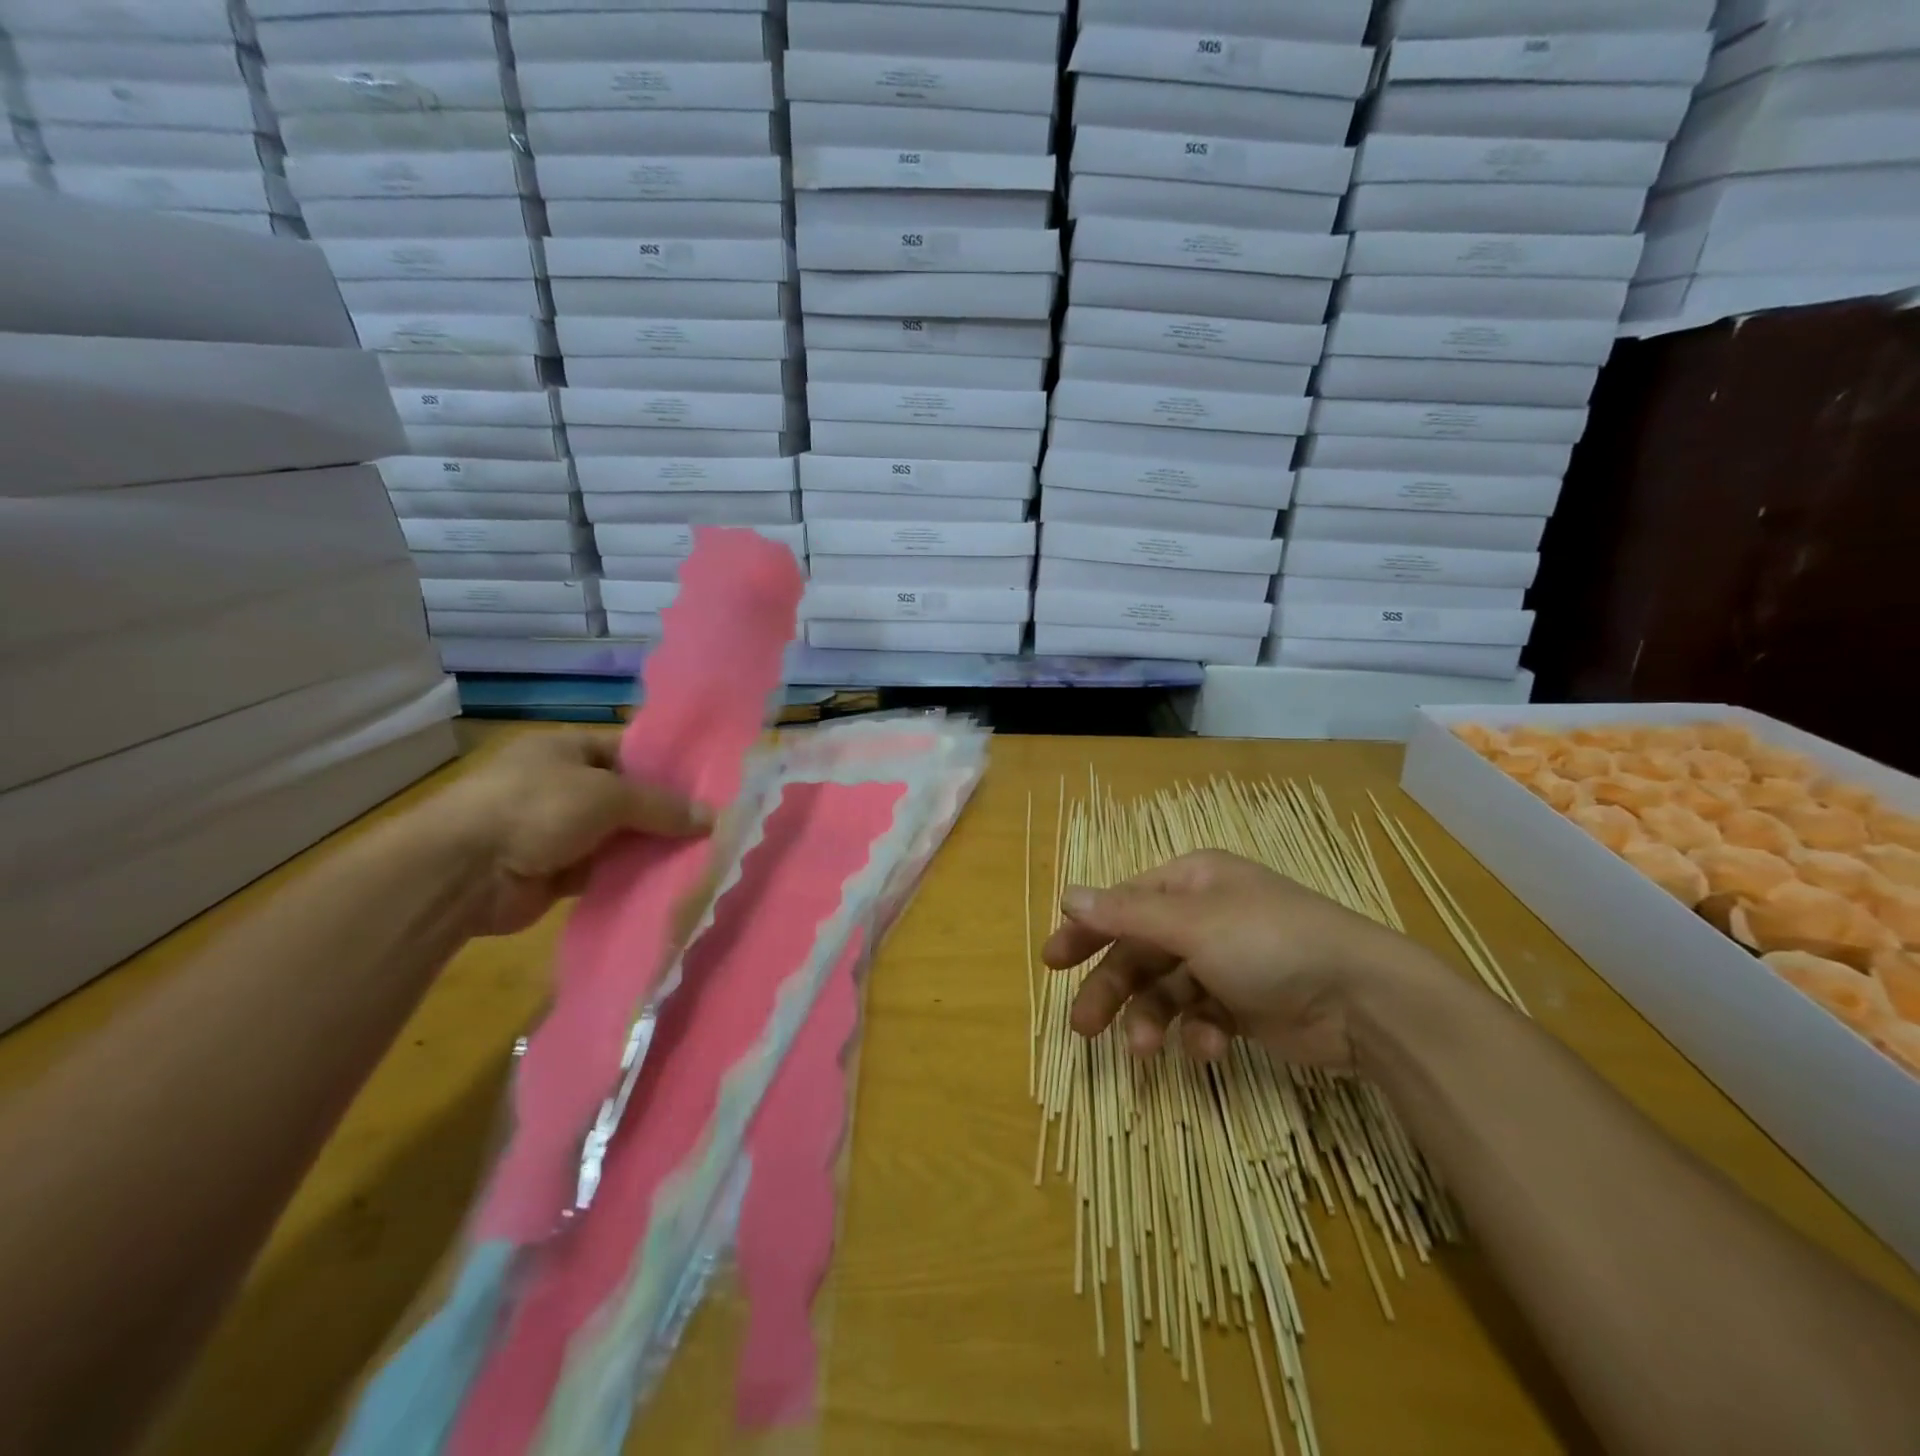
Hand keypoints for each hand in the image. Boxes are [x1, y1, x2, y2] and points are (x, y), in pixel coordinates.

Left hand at [427, 730, 712, 936]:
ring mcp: (557, 830)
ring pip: (619, 836)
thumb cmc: (534, 809)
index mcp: (568, 749)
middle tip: (715, 826)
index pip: (630, 751)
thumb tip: (713, 818)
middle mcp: (563, 785)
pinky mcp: (555, 871)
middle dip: (666, 813)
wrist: (460, 874)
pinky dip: (630, 875)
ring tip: (703, 855)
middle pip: (628, 796)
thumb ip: (662, 806)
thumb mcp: (607, 795)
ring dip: (651, 847)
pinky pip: (605, 870)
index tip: (710, 786)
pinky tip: (669, 881)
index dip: (668, 767)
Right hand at [1040, 849, 1431, 1070]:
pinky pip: (1203, 1015)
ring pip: (1167, 990)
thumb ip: (1127, 914)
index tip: (1052, 961)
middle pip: (1140, 951)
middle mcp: (1204, 916)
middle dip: (1112, 987)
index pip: (1124, 903)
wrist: (1365, 1000)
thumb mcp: (1193, 924)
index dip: (1087, 930)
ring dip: (1152, 1019)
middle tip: (1083, 1026)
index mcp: (1192, 883)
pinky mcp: (1245, 1004)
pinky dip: (1199, 1033)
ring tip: (1143, 1050)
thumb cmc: (1271, 943)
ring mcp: (1225, 962)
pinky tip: (1211, 1047)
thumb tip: (1068, 894)